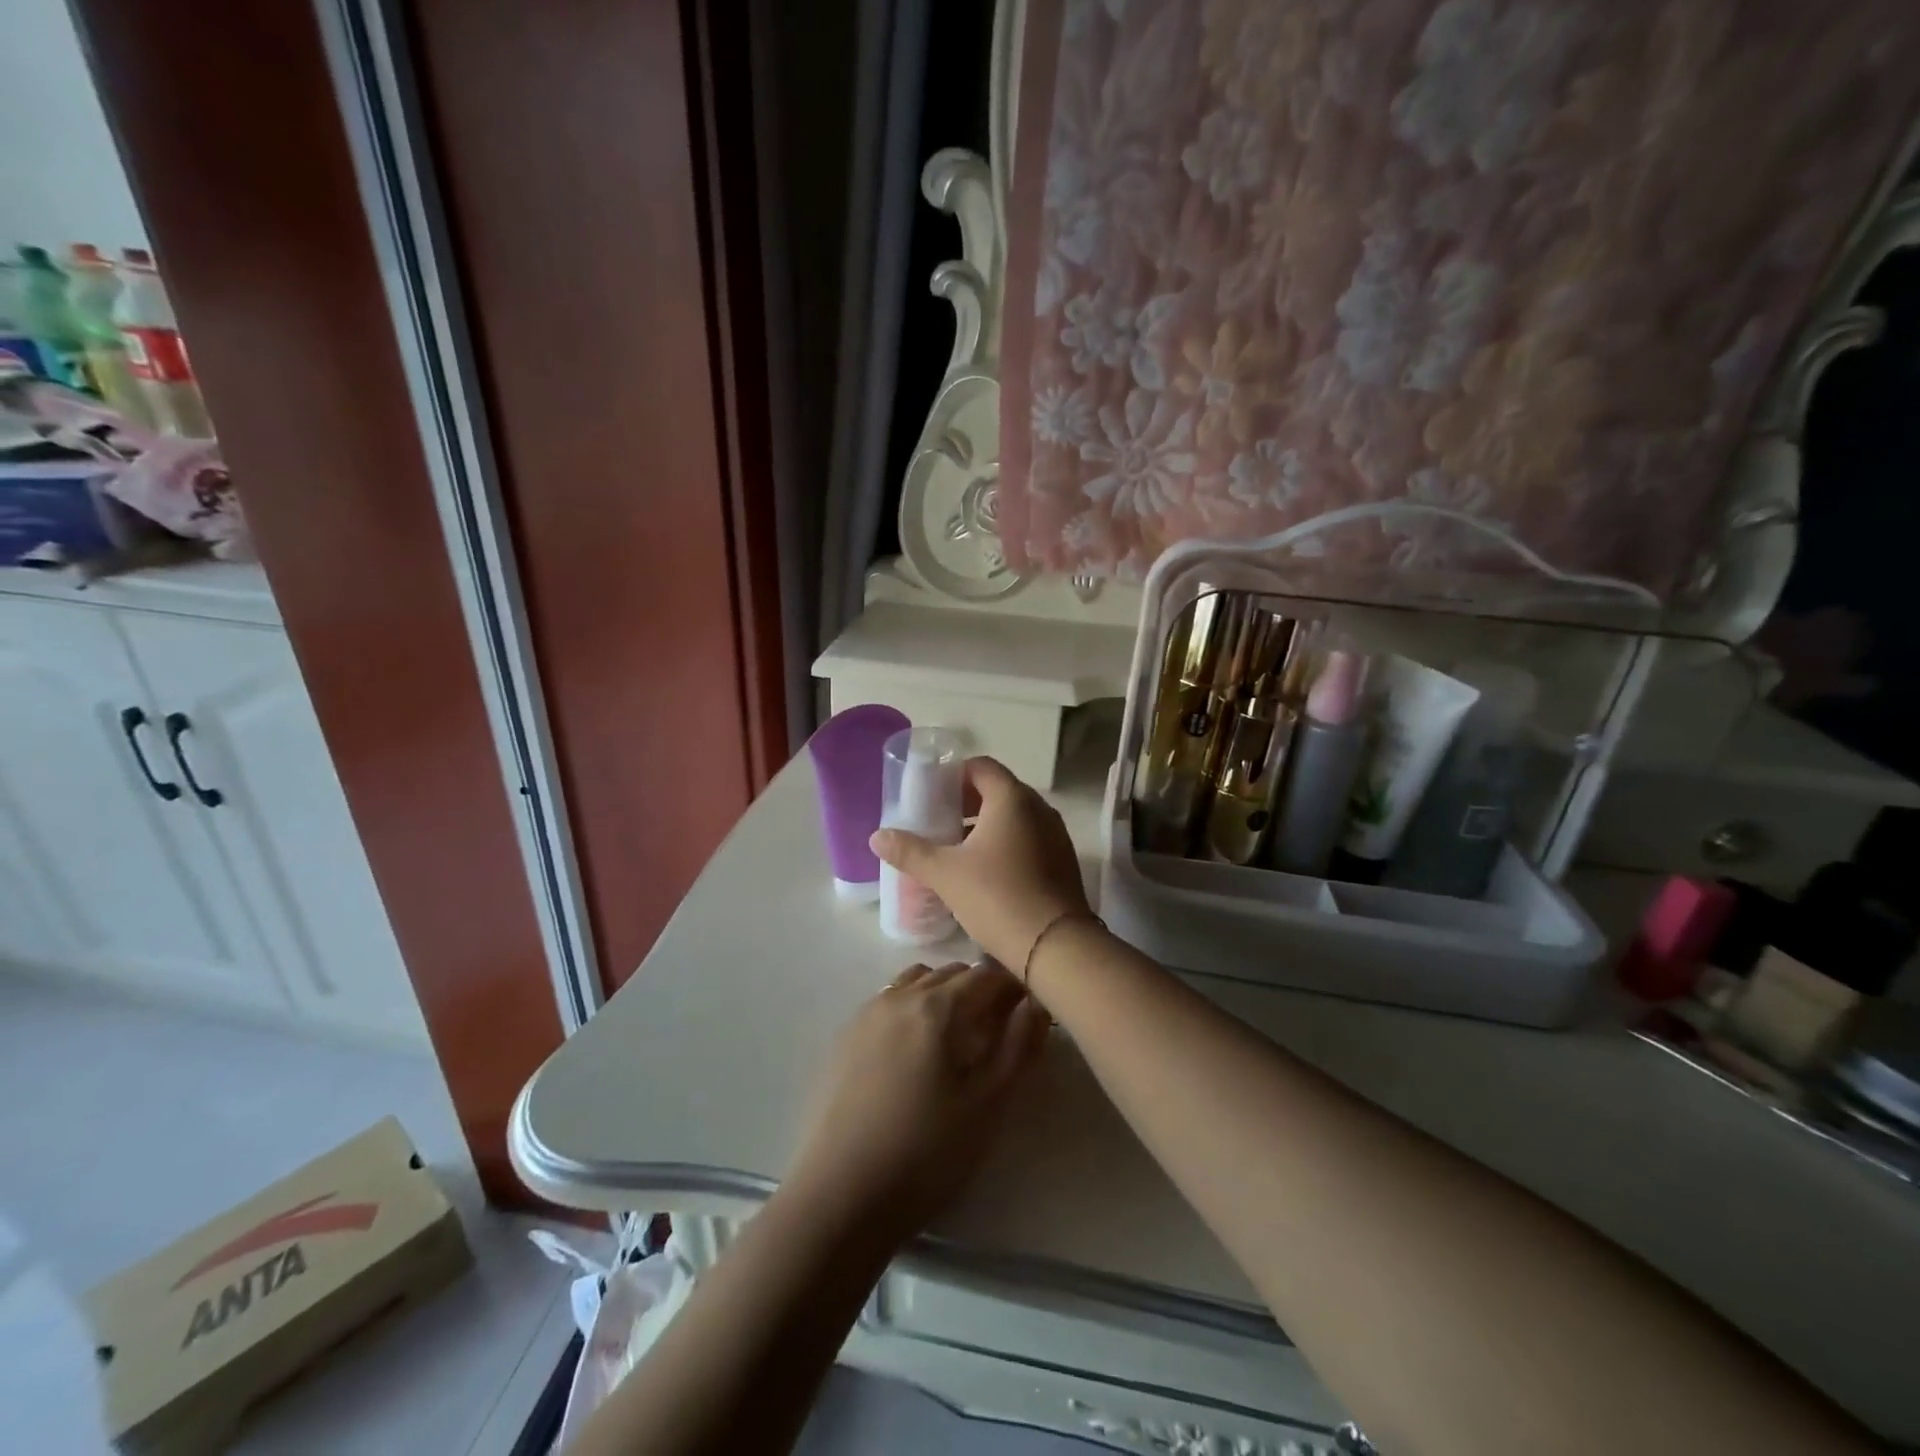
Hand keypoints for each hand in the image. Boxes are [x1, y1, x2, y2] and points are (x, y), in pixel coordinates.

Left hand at [787, 962, 1048, 1240]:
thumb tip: (1036, 1002)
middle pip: (952, 973)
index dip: (1015, 986)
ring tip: (957, 1036)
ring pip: (917, 981)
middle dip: (981, 989)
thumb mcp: (987, 1105)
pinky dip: (913, 1006)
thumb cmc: (926, 1153)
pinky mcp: (846, 1036)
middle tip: (999, 1028)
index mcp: (938, 1007)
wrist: (841, 1195)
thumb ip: (1018, 1046)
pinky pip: (889, 1000)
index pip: (988, 975)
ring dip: (944, 994)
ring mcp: (868, 1012)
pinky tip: (915, 1049)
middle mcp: (900, 996)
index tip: (1030, 1010)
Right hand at [870, 756, 1090, 973]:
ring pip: (1013, 818)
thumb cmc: (997, 897)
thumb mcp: (945, 874)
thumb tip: (877, 836)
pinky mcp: (1062, 860)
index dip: (953, 776)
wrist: (1056, 946)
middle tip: (936, 823)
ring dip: (984, 826)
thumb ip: (910, 851)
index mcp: (1012, 798)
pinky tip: (983, 872)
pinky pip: (1027, 839)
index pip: (980, 767)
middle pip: (997, 791)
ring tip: (954, 849)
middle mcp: (1038, 808)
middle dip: (965, 803)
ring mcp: (1055, 835)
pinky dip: (1004, 844)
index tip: (930, 795)